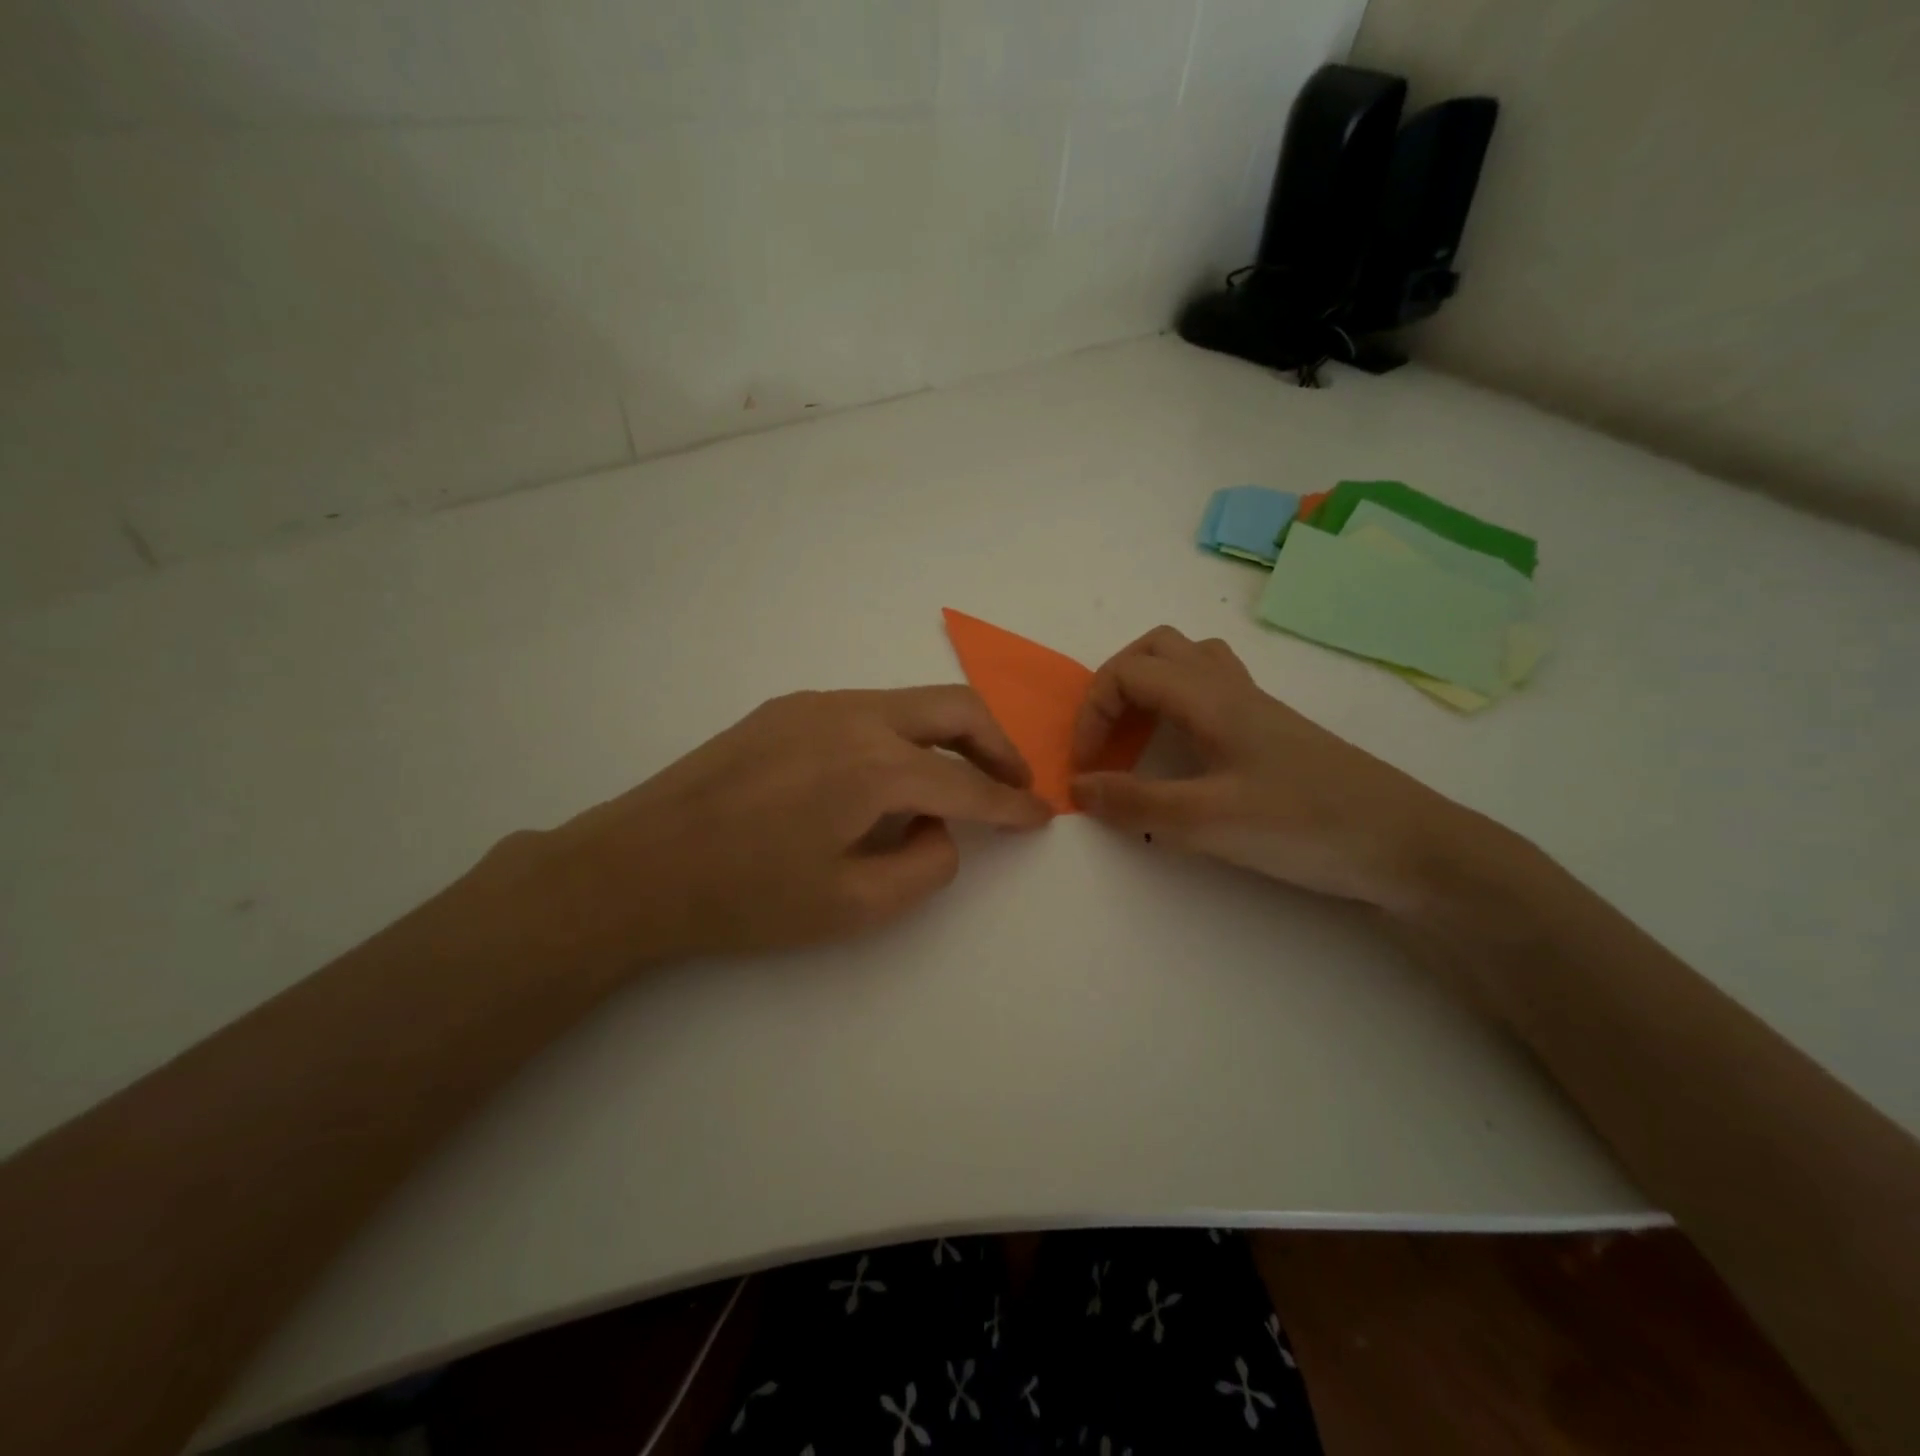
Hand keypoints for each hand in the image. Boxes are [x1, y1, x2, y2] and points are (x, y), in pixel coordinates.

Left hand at [526, 687, 1050, 963]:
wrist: (638, 865)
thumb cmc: (746, 898)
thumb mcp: (853, 906)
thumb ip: (924, 866)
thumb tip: (941, 828)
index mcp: (875, 767)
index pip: (968, 782)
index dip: (1013, 803)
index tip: (1042, 815)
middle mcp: (854, 716)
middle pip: (955, 709)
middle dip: (998, 745)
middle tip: (1015, 783)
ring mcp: (817, 704)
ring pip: (912, 702)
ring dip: (950, 736)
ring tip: (957, 782)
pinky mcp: (788, 708)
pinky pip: (869, 710)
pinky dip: (903, 735)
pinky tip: (887, 777)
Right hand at [1070, 627, 1473, 909]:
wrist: (1407, 846)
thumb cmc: (1304, 825)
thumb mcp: (1206, 820)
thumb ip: (1135, 802)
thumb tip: (1077, 787)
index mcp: (1211, 698)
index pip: (1129, 672)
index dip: (1093, 712)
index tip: (1085, 766)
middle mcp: (1232, 689)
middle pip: (1158, 649)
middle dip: (1115, 686)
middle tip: (1106, 738)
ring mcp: (1258, 709)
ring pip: (1190, 664)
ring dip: (1150, 688)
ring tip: (1138, 737)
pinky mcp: (1275, 734)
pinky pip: (1214, 693)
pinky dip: (1180, 707)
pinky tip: (1185, 752)